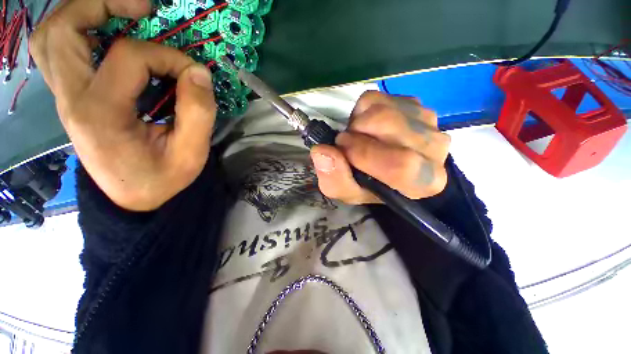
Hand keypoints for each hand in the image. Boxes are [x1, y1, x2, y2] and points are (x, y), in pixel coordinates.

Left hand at [30, 0, 216, 210]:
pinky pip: (60, 51)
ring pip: (53, 36)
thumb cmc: (163, 180)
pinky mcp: (72, 98)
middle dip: (101, 6)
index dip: (169, 56)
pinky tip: (109, 38)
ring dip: (84, 14)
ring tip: (124, 16)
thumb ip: (198, 112)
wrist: (134, 198)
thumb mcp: (192, 154)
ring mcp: (66, 97)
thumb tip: (199, 72)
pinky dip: (80, 32)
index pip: (129, 56)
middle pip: (62, 29)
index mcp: (101, 115)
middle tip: (142, 10)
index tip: (194, 73)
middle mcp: (72, 99)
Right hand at [310, 91, 450, 204]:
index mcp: (423, 182)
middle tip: (346, 143)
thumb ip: (334, 179)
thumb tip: (322, 152)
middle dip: (357, 133)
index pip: (402, 165)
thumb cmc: (366, 184)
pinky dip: (362, 111)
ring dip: (358, 123)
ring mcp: (427, 121)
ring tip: (358, 137)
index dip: (364, 154)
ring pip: (383, 110)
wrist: (380, 166)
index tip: (343, 149)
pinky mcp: (413, 103)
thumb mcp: (346, 191)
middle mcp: (435, 150)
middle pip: (390, 128)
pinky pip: (379, 97)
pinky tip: (366, 126)